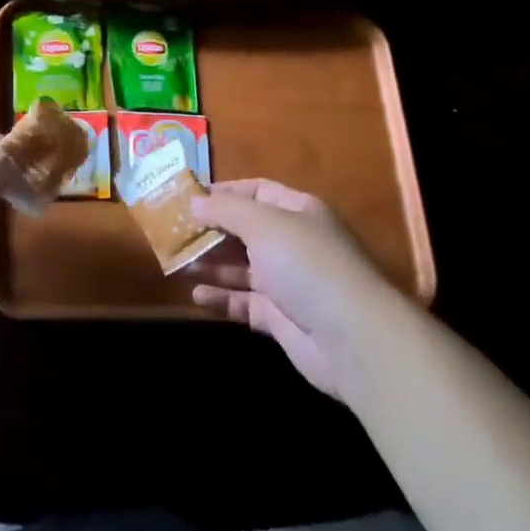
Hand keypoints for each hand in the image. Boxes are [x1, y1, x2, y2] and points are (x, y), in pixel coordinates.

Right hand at [189, 180, 390, 398]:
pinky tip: (197, 296)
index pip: (257, 191)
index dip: (224, 193)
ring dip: (212, 263)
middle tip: (175, 232)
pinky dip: (222, 297)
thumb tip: (195, 201)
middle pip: (247, 229)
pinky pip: (245, 302)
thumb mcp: (263, 224)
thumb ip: (226, 210)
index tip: (189, 197)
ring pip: (242, 266)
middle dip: (213, 230)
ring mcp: (288, 281)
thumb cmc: (307, 264)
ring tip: (178, 262)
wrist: (353, 338)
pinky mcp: (281, 317)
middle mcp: (294, 242)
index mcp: (297, 211)